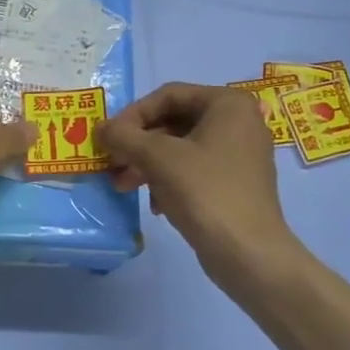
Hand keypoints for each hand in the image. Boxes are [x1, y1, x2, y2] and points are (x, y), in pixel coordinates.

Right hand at [100, 83, 298, 270]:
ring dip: (147, 164)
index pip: (168, 95)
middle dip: (138, 144)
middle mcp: (239, 122)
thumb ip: (124, 136)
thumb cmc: (206, 192)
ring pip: (180, 148)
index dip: (133, 114)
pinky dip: (168, 180)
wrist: (249, 254)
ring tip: (122, 186)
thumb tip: (100, 128)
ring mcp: (239, 154)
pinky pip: (193, 169)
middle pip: (173, 121)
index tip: (109, 137)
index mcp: (228, 104)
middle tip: (112, 163)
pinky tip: (154, 204)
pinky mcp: (235, 183)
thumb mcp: (158, 158)